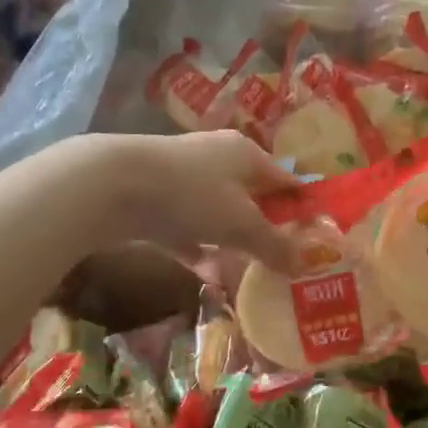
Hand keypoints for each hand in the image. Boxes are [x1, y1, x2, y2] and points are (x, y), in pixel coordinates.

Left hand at [104, 130, 299, 270]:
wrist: (112, 186)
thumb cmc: (192, 195)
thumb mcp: (242, 225)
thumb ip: (274, 246)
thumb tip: (303, 265)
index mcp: (246, 154)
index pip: (286, 180)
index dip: (302, 209)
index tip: (315, 240)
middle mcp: (218, 159)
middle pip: (252, 197)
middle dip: (266, 229)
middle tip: (283, 261)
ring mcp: (184, 178)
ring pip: (218, 213)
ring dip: (232, 241)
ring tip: (249, 272)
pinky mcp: (156, 199)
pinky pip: (188, 228)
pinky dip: (199, 247)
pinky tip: (207, 273)